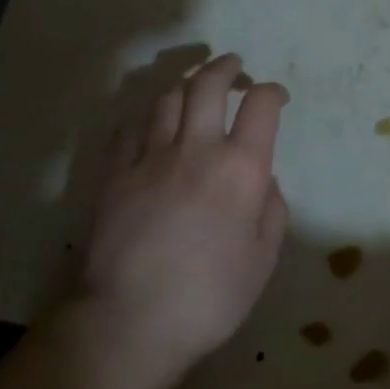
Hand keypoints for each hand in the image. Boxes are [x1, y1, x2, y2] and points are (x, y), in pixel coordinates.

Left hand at [66, 53, 289, 388]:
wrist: (130, 322)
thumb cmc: (209, 297)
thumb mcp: (263, 261)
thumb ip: (272, 211)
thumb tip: (265, 181)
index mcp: (239, 170)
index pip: (261, 106)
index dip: (272, 92)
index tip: (276, 96)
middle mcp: (195, 150)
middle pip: (207, 85)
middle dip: (225, 67)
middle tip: (234, 66)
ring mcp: (148, 157)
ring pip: (166, 98)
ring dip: (185, 85)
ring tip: (193, 89)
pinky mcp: (113, 173)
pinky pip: (130, 127)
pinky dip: (147, 116)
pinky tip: (152, 124)